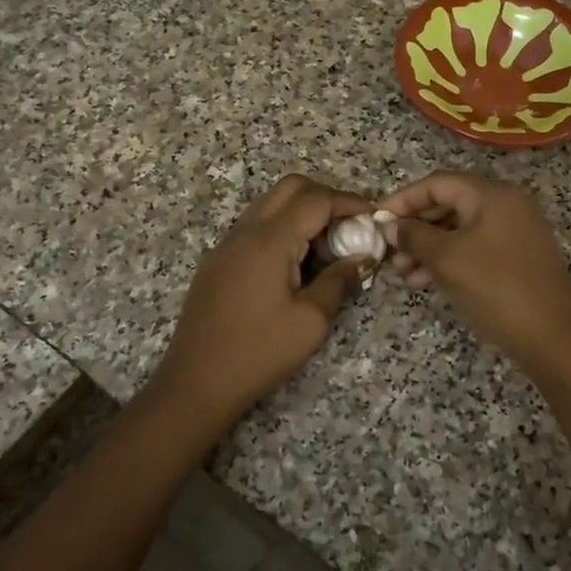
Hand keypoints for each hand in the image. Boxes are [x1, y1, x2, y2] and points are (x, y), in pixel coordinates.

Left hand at [146, 175, 374, 428]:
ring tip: (327, 248)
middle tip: (349, 228)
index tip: (373, 219)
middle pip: (290, 188)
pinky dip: (282, 229)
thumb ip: (339, 281)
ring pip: (270, 204)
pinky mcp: (218, 261)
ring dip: (302, 213)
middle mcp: (245, 231)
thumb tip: (362, 259)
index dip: (349, 203)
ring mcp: (227, 244)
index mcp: (269, 240)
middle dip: (325, 198)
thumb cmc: (259, 353)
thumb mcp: (310, 321)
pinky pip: (255, 226)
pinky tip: (297, 264)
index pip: (316, 199)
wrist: (197, 382)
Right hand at [379, 172, 570, 371]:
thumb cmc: (496, 289)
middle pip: (448, 203)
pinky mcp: (515, 257)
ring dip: (427, 247)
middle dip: (414, 226)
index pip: (438, 184)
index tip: (377, 222)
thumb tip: (390, 226)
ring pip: (459, 229)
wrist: (552, 337)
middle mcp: (506, 205)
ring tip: (401, 271)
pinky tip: (423, 281)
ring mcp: (513, 231)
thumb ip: (414, 237)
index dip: (403, 200)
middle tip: (388, 249)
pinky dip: (447, 259)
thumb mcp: (448, 260)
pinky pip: (473, 247)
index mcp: (492, 195)